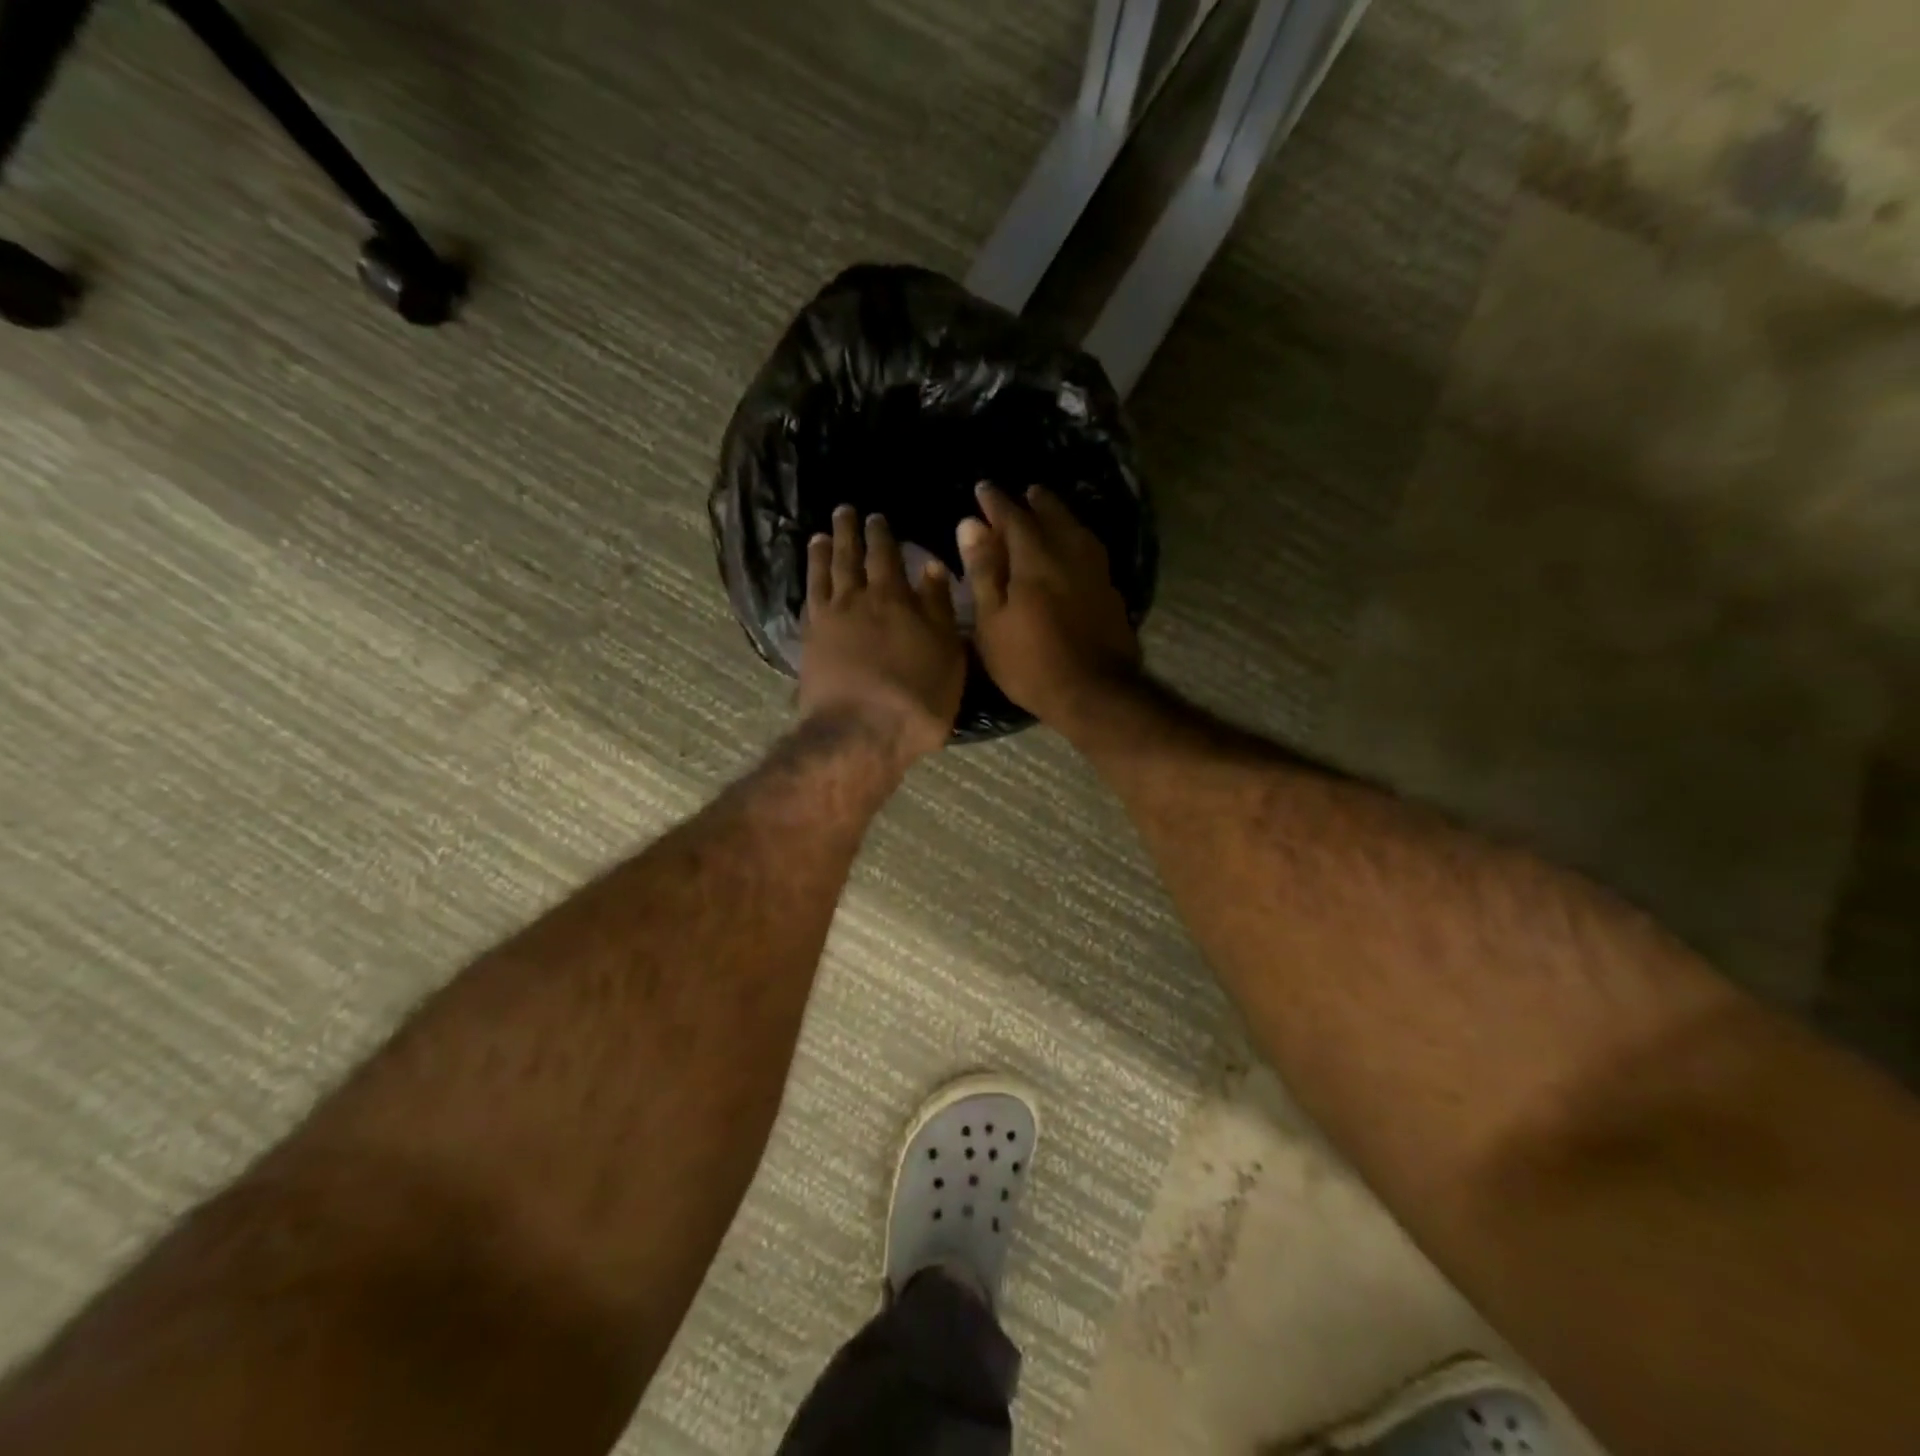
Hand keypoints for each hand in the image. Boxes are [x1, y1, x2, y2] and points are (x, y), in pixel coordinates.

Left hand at [800, 506, 965, 765]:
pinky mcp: (808, 645)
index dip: (881, 535)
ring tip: (820, 537)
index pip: (886, 555)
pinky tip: (809, 582)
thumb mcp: (947, 652)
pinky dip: (808, 586)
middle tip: (844, 512)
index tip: (876, 517)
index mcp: (894, 598)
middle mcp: (856, 600)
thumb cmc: (918, 696)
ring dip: (822, 553)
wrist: (861, 733)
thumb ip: (938, 607)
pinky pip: (807, 603)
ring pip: (823, 576)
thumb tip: (931, 567)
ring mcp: (828, 622)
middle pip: (849, 558)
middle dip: (848, 533)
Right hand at [957, 483, 1141, 726]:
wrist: (1094, 692)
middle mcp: (1069, 554)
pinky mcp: (1111, 592)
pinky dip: (1077, 540)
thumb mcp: (992, 621)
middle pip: (1053, 516)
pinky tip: (1074, 549)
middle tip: (1025, 493)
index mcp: (1035, 558)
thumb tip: (969, 524)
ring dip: (1061, 516)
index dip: (996, 502)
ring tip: (1050, 512)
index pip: (1013, 517)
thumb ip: (983, 570)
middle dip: (1035, 502)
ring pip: (1078, 531)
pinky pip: (1091, 551)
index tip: (983, 489)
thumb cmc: (1030, 662)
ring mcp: (1096, 573)